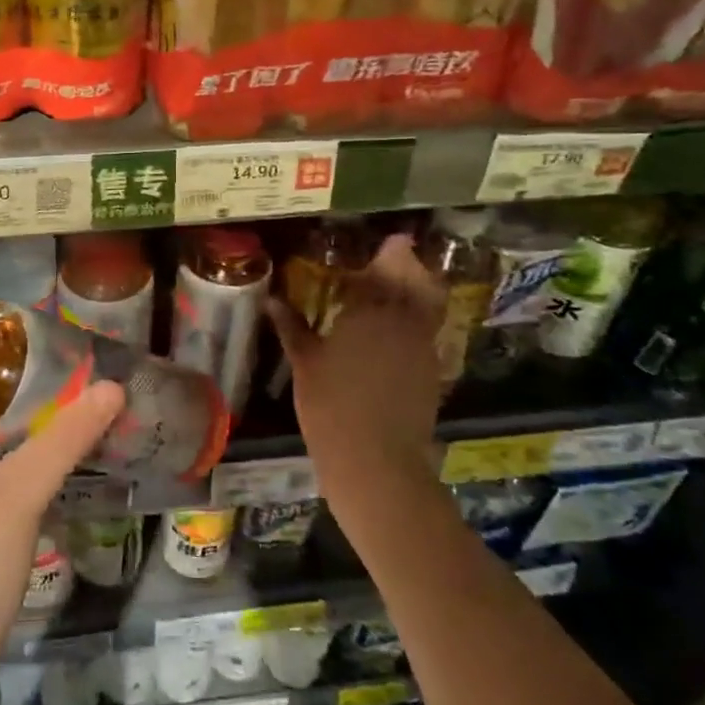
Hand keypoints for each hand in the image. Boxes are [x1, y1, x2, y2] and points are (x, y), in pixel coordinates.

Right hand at [267, 233, 449, 491]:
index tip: (387, 242)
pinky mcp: (433, 373)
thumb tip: (272, 300)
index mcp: (370, 311)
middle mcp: (403, 321)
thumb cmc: (330, 406)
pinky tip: (394, 334)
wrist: (377, 462)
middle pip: (416, 281)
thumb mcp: (305, 364)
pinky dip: (416, 323)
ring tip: (393, 293)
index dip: (386, 255)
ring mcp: (423, 347)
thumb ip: (292, 327)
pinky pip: (427, 334)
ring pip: (428, 306)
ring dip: (416, 292)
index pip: (383, 270)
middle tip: (395, 258)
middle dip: (408, 265)